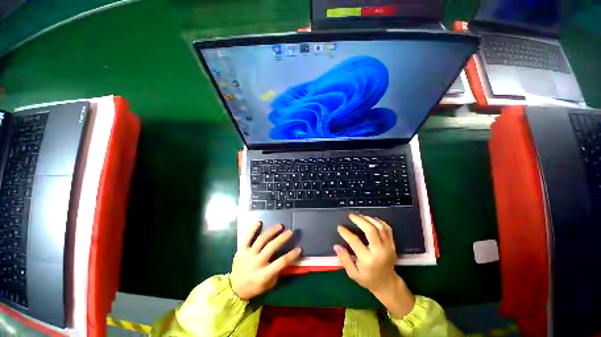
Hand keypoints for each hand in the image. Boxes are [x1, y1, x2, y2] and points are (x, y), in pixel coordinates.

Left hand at [230, 222, 300, 300]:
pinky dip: (253, 229)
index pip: (281, 263)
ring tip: (280, 225)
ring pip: (261, 239)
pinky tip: (259, 222)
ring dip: (272, 231)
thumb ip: (278, 271)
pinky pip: (247, 237)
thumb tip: (288, 258)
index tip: (299, 248)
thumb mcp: (269, 284)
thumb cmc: (255, 286)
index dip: (291, 255)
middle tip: (290, 232)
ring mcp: (248, 255)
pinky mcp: (241, 250)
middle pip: (271, 247)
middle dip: (282, 238)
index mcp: (264, 274)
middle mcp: (256, 263)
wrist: (235, 288)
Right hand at [334, 214, 414, 318]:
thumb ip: (344, 259)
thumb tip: (336, 246)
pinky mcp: (392, 245)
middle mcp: (379, 251)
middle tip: (351, 215)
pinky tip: (371, 219)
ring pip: (379, 227)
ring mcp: (388, 247)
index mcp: (368, 260)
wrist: (387, 284)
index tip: (339, 227)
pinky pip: (387, 229)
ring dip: (369, 219)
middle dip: (359, 220)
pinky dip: (379, 221)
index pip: (355, 241)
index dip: (346, 233)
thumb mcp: (353, 274)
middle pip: (370, 230)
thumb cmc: (368, 279)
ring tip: (360, 215)